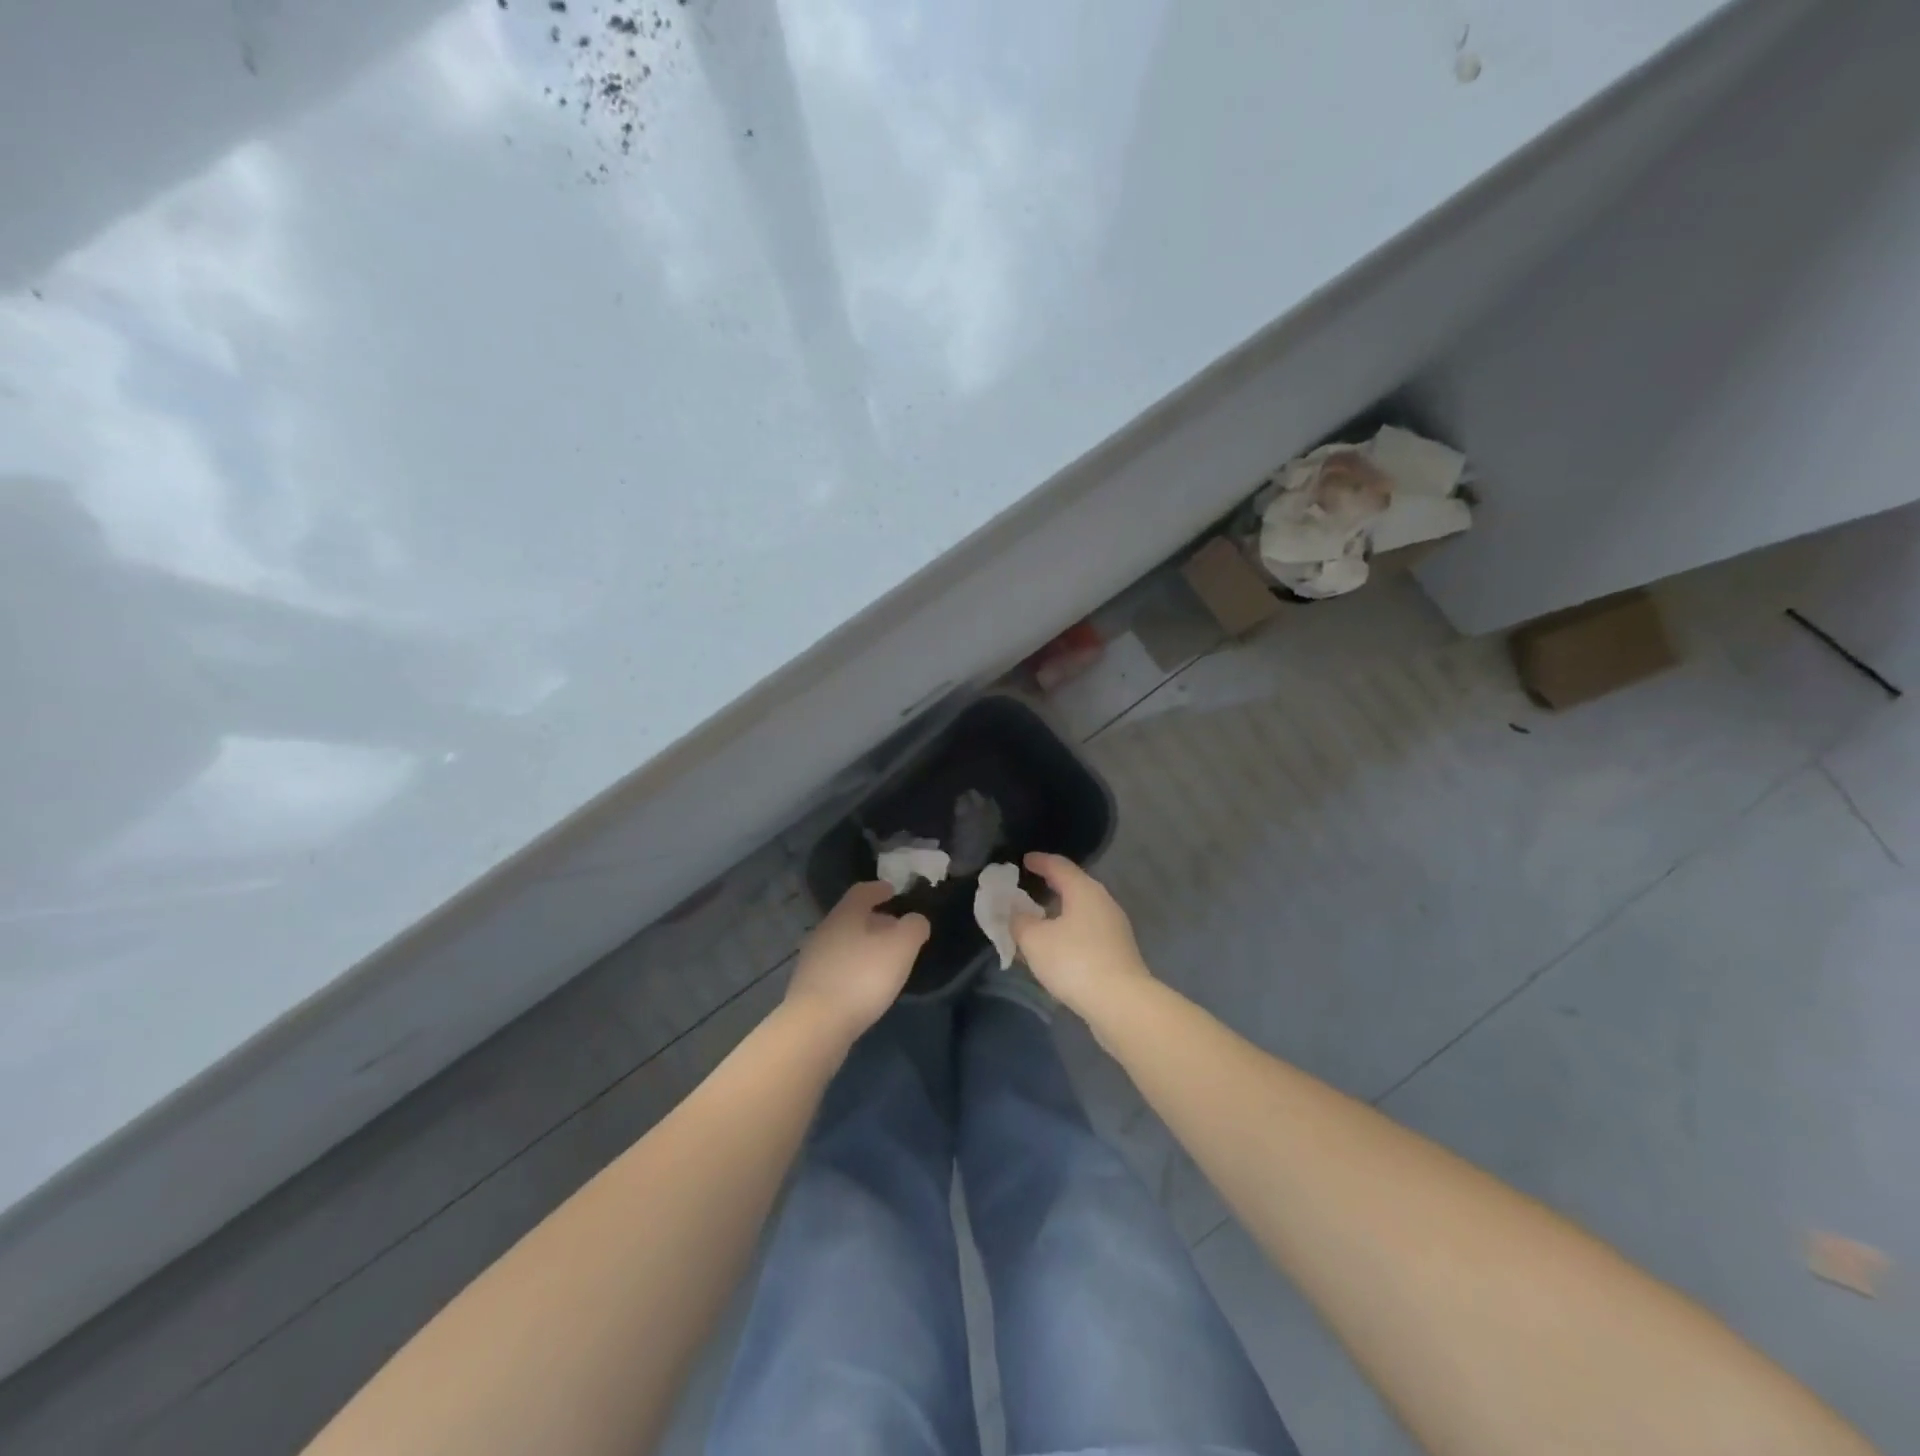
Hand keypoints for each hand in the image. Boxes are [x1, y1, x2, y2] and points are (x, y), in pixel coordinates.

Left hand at [784, 882, 928, 1046]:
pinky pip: (836, 966)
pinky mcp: (809, 986)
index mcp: (845, 915)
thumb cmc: (862, 977)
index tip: (892, 890)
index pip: (862, 891)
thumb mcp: (901, 948)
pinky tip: (864, 984)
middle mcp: (824, 931)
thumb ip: (913, 928)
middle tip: (895, 928)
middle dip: (874, 920)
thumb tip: (915, 920)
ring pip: (843, 942)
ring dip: (863, 945)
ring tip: (883, 959)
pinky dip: (853, 967)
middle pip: (851, 917)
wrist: (816, 1025)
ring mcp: (812, 959)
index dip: (879, 889)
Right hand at [1011, 853, 1151, 1015]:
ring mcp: (1114, 927)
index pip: (1058, 865)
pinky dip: (1069, 931)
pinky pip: (1087, 931)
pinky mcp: (1118, 951)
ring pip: (1081, 911)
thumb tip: (1016, 914)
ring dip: (1059, 912)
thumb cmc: (1074, 961)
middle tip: (1028, 888)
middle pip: (1073, 886)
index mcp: (1084, 890)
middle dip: (1050, 886)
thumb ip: (1019, 922)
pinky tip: (1056, 947)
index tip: (1024, 860)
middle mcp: (1103, 902)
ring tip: (1038, 920)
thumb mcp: (1034, 940)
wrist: (1121, 1003)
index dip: (1039, 861)